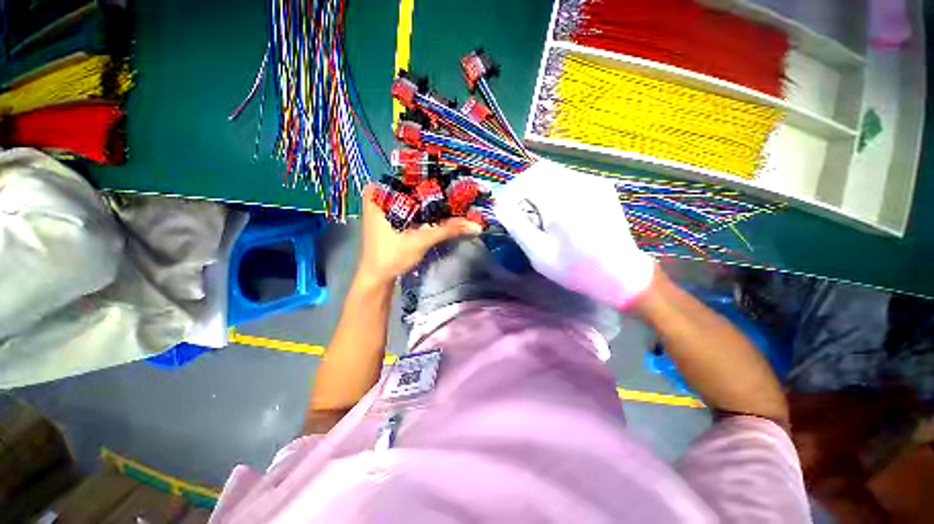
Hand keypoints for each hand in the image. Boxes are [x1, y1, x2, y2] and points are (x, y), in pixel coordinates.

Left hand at [357, 184, 482, 284]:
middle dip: (434, 188)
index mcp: (378, 193)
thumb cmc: (392, 257)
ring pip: (412, 196)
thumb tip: (475, 225)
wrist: (378, 278)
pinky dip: (424, 209)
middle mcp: (378, 194)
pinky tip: (439, 211)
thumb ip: (447, 230)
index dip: (433, 176)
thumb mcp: (421, 240)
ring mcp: (382, 206)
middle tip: (457, 187)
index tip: (454, 176)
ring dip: (430, 200)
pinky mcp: (389, 217)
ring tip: (453, 197)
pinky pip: (409, 207)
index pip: (410, 175)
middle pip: (412, 185)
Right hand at [493, 159, 654, 309]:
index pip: (527, 180)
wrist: (621, 275)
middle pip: (541, 170)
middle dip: (523, 188)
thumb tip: (499, 206)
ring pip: (555, 172)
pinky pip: (569, 179)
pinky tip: (555, 211)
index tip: (504, 210)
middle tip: (518, 210)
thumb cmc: (576, 269)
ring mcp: (594, 183)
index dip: (511, 193)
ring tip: (536, 213)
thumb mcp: (539, 253)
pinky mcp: (601, 188)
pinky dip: (553, 190)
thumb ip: (517, 226)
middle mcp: (580, 184)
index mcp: (563, 202)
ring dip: (538, 188)